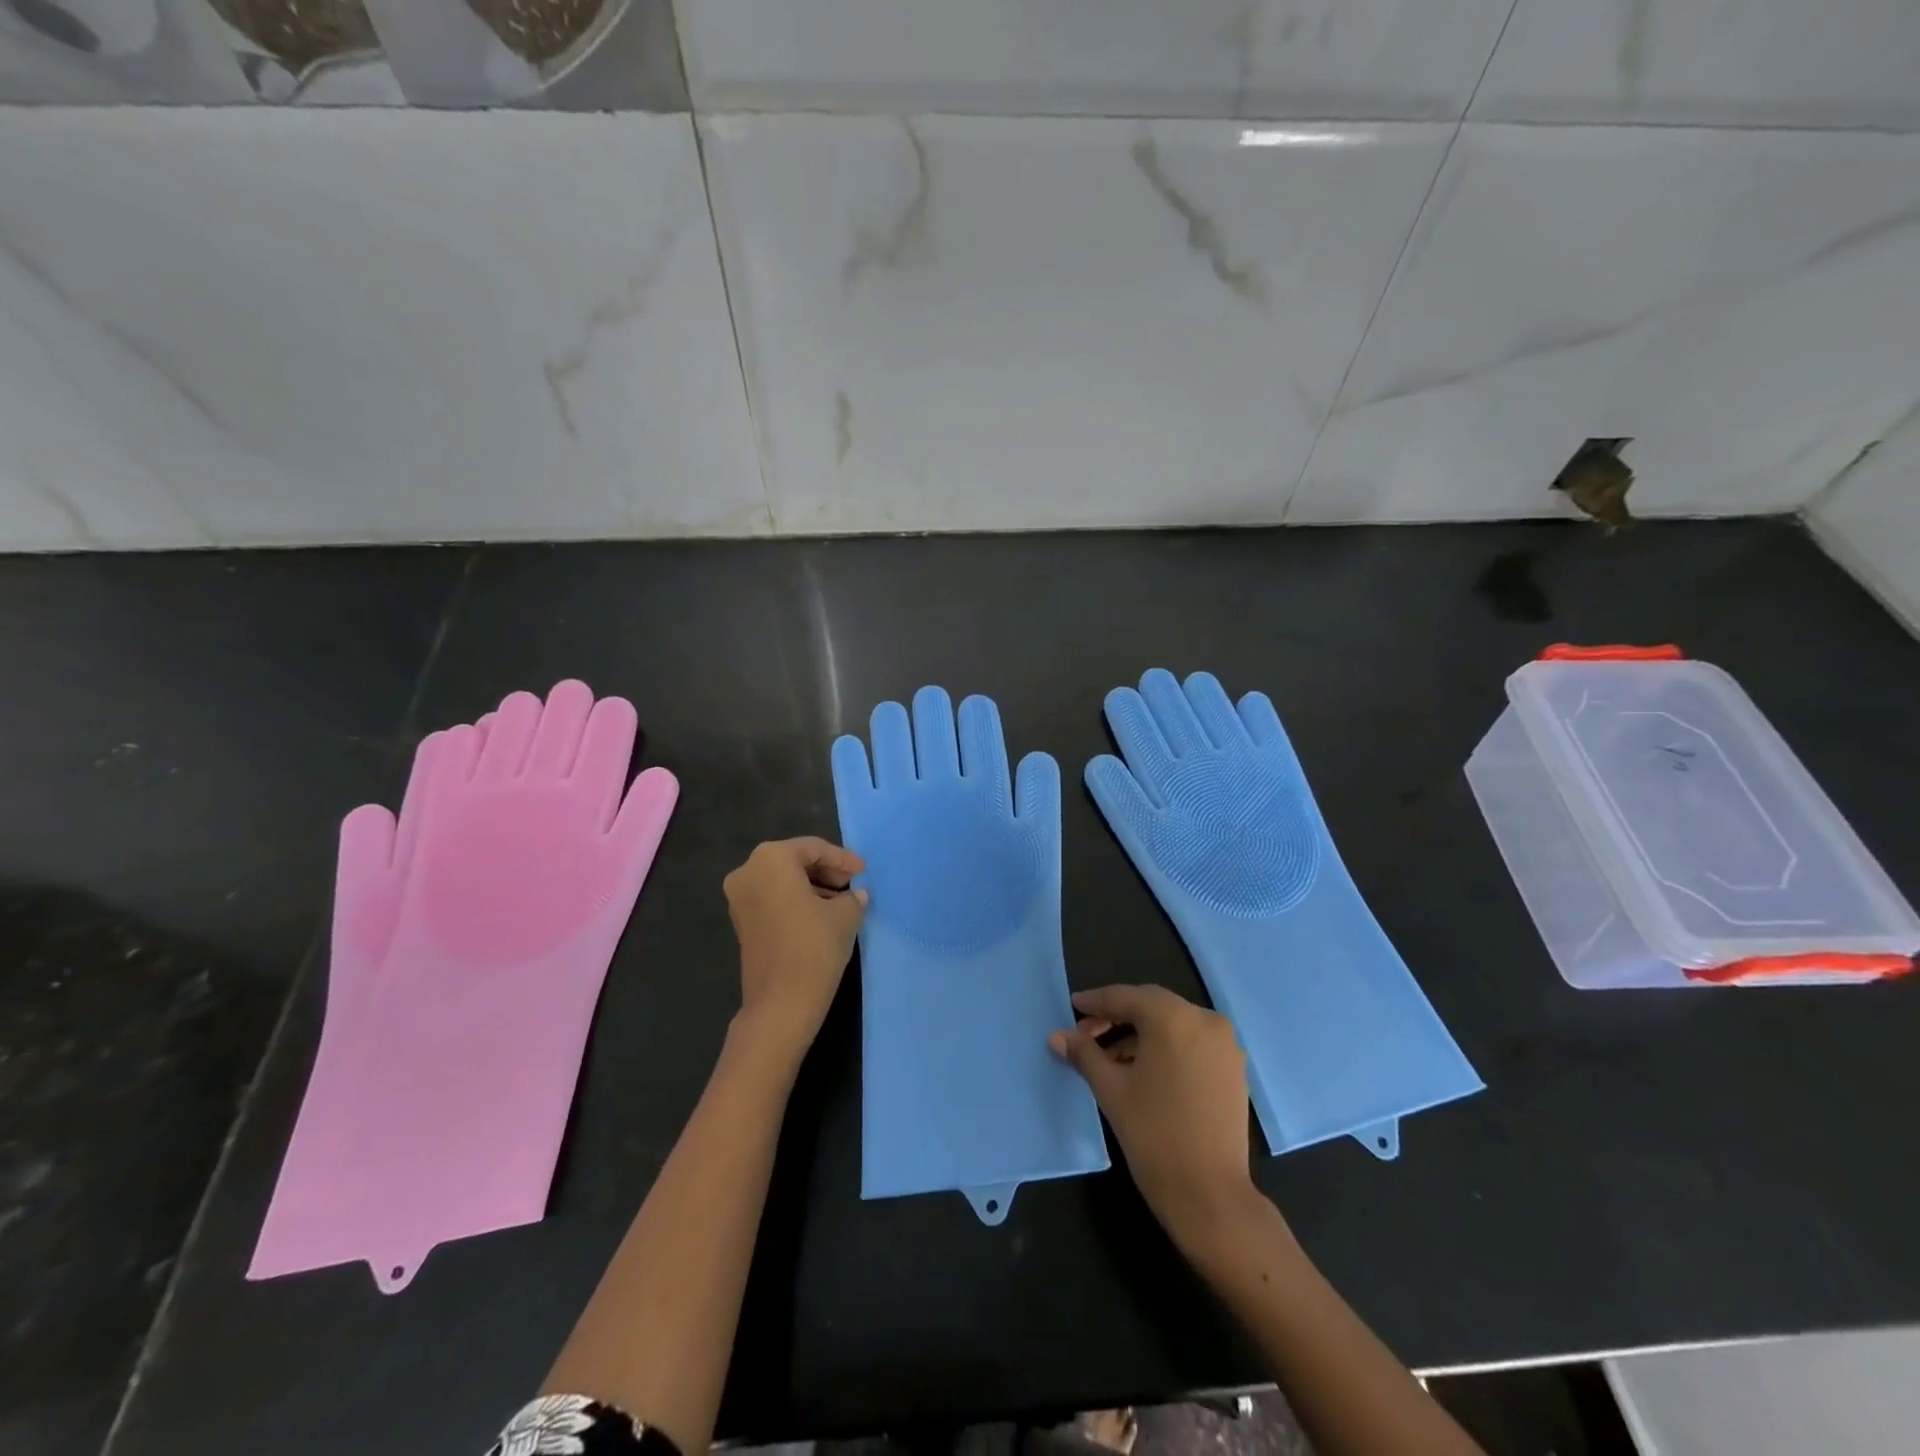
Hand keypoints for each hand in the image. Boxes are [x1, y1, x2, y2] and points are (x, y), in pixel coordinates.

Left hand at [723, 837, 867, 1064]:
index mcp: (771, 859)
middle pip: (794, 861)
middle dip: (826, 871)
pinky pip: (772, 899)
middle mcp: (748, 871)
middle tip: (852, 885)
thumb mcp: (845, 915)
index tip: (864, 872)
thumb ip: (852, 897)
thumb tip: (856, 896)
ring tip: (842, 902)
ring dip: (812, 887)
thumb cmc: (814, 947)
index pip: (814, 848)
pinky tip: (821, 915)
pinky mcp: (740, 922)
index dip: (843, 859)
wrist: (781, 1004)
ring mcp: (739, 898)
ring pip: (782, 881)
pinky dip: (796, 901)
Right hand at [1050, 984, 1262, 1253]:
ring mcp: (1224, 1044)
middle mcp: (1204, 1020)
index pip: (1126, 998)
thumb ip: (1084, 1054)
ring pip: (1172, 1025)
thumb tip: (1057, 1036)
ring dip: (1139, 1035)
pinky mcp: (1233, 1068)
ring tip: (1109, 1060)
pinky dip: (1165, 1048)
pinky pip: (1191, 1043)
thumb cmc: (1153, 1135)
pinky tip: (1141, 1070)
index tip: (1073, 1006)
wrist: (1209, 1195)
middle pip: (1151, 1007)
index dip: (1096, 1002)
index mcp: (1173, 1017)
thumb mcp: (1111, 1089)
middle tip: (1086, 1035)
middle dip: (1116, 1018)